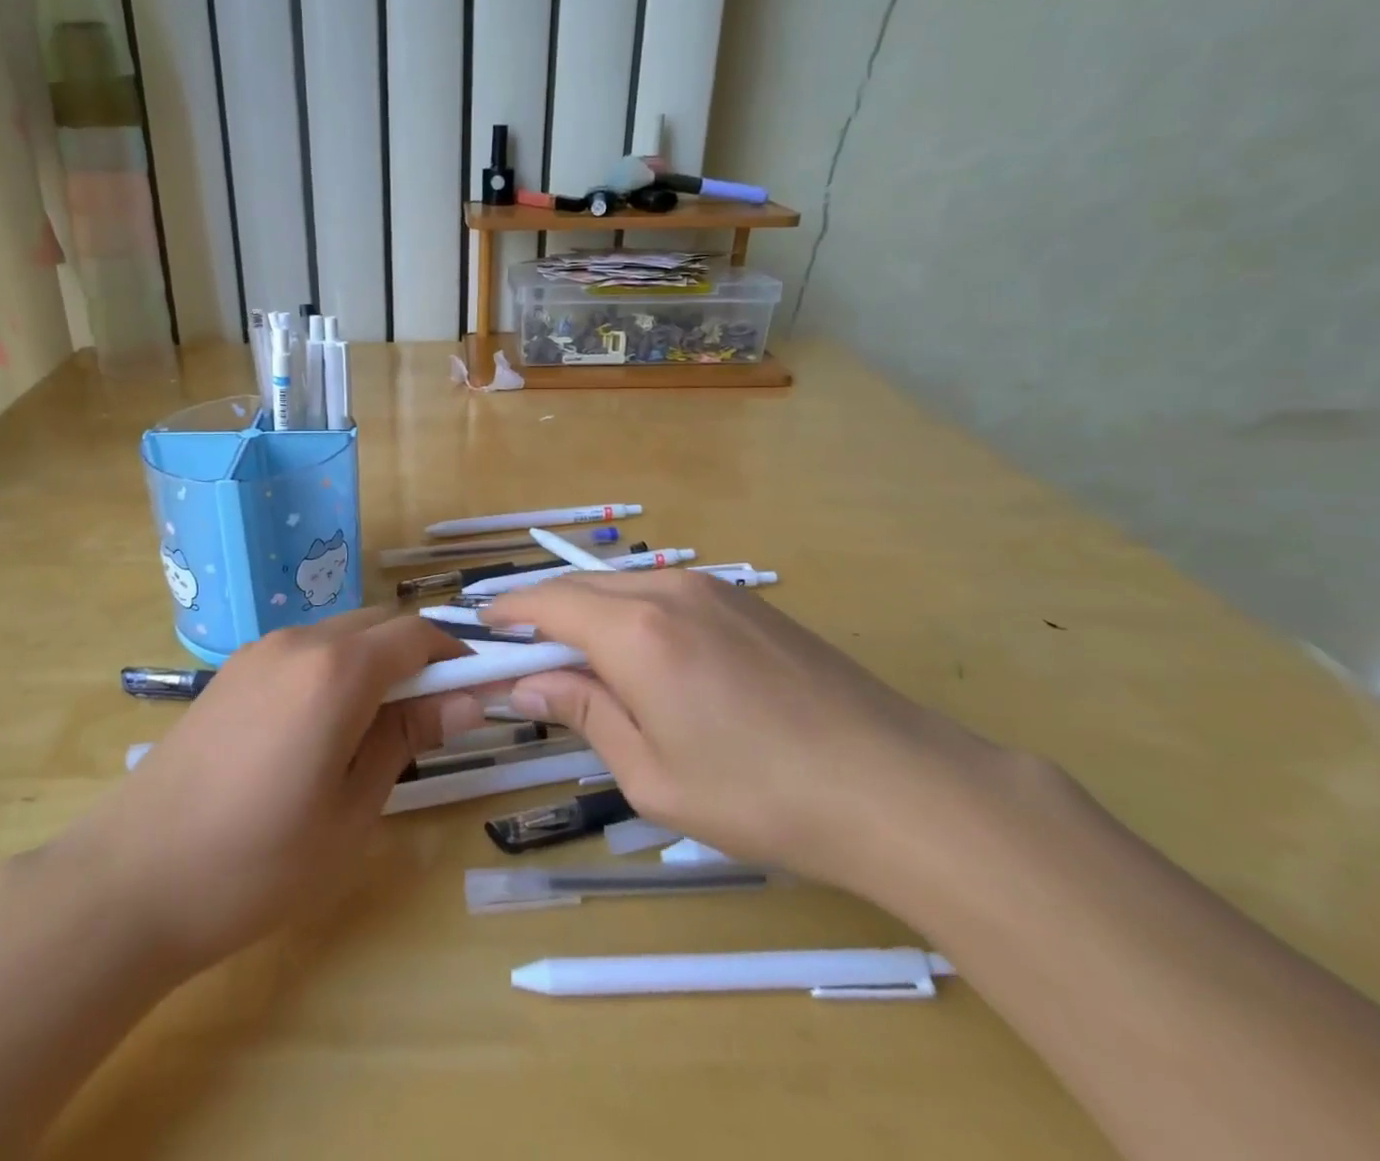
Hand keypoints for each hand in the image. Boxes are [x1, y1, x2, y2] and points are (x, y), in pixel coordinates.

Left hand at [57, 610, 479, 978]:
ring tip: (375, 728)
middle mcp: (300, 641)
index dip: (455, 655)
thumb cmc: (258, 861)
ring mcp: (259, 652)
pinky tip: (321, 727)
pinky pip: (303, 652)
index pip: (417, 635)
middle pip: (379, 625)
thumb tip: (467, 698)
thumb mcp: (353, 808)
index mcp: (337, 670)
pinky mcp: (232, 671)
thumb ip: (409, 736)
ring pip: (340, 634)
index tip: (476, 690)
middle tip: (431, 716)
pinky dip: (333, 669)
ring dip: (373, 662)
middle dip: (416, 656)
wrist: (131, 880)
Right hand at [485, 572, 999, 894]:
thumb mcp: (652, 775)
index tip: (481, 628)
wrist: (897, 784)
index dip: (509, 611)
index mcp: (635, 631)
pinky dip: (632, 612)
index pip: (548, 603)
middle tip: (523, 649)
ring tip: (578, 655)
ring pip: (626, 585)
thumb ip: (585, 713)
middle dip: (544, 611)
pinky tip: (644, 654)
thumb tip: (528, 683)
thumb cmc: (760, 794)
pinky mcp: (748, 602)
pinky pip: (667, 593)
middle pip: (583, 585)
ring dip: (590, 610)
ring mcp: (714, 590)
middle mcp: (668, 591)